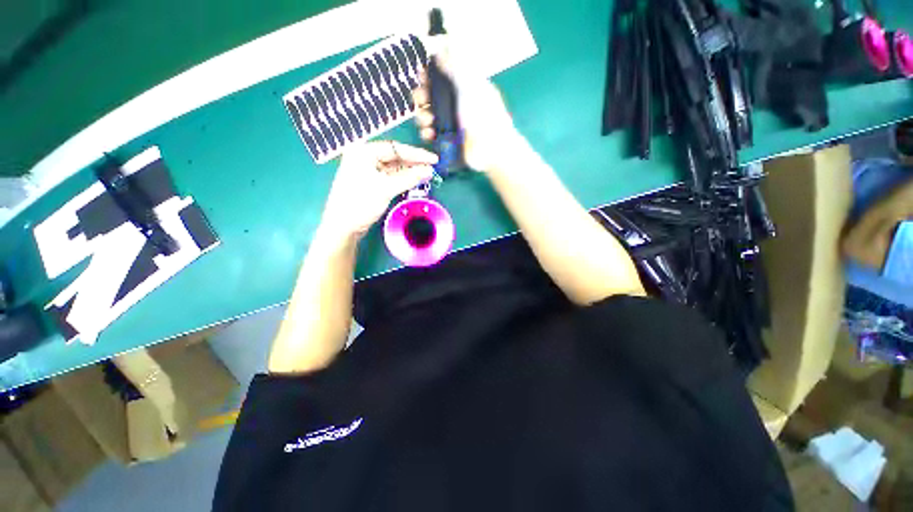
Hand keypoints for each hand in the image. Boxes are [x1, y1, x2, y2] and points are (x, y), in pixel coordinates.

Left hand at [320, 141, 437, 238]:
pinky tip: (414, 181)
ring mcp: (367, 170)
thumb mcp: (386, 189)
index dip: (416, 154)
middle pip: (395, 157)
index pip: (395, 149)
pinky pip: (390, 176)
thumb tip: (429, 170)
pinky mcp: (371, 182)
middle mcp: (365, 157)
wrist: (343, 225)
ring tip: (427, 175)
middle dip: (414, 163)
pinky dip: (403, 179)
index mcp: (364, 152)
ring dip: (410, 171)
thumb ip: (409, 178)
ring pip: (394, 167)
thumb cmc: (361, 203)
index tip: (433, 159)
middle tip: (432, 168)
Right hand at [412, 44, 520, 172]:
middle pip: (429, 96)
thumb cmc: (485, 116)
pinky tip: (429, 134)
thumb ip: (455, 68)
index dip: (429, 75)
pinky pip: (430, 134)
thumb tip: (442, 46)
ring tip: (428, 122)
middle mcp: (454, 105)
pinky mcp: (446, 141)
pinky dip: (426, 133)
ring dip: (422, 116)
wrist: (491, 150)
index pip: (440, 76)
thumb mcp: (471, 87)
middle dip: (421, 96)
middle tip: (423, 100)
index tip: (423, 75)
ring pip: (426, 115)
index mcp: (462, 88)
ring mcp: (449, 124)